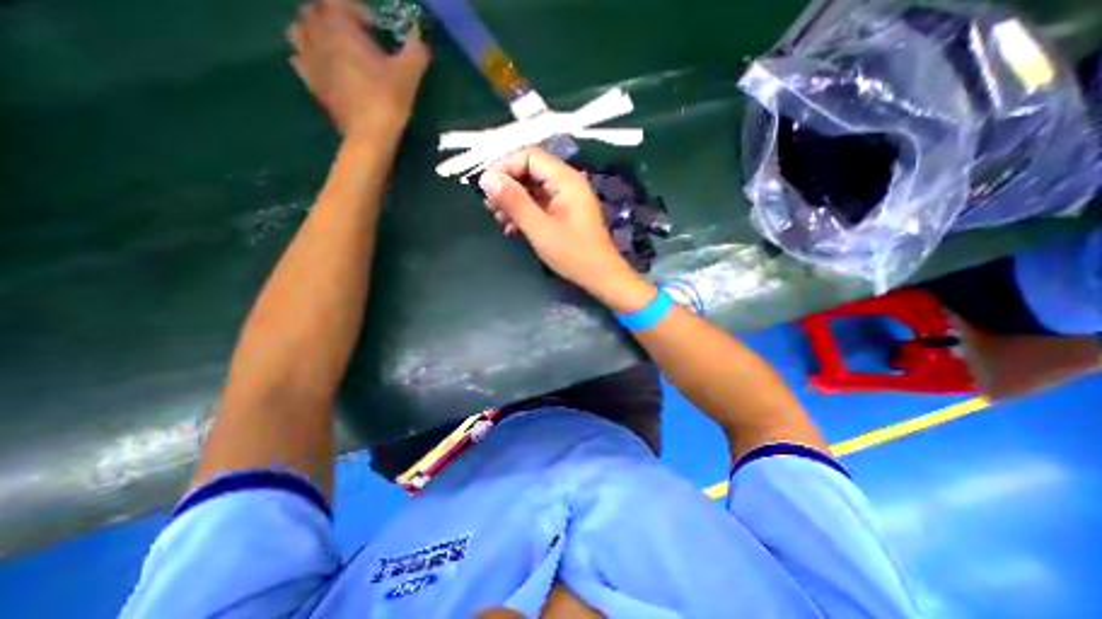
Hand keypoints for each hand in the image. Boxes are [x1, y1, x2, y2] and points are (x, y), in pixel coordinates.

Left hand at [285, 0, 427, 137]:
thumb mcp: (409, 74)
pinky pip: (299, 58)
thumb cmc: (387, 99)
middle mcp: (317, 35)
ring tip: (335, 48)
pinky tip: (325, 67)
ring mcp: (309, 59)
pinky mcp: (310, 82)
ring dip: (314, 32)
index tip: (376, 29)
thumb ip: (415, 51)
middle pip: (314, 10)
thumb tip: (418, 40)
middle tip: (356, 36)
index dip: (358, 10)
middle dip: (333, 17)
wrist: (369, 135)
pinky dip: (308, 57)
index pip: (338, 0)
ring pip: (298, 30)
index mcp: (339, 25)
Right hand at [480, 148, 650, 311]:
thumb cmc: (573, 254)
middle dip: (507, 185)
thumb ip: (514, 202)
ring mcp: (567, 198)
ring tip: (498, 218)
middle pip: (531, 170)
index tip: (486, 186)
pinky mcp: (565, 213)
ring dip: (513, 200)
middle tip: (489, 205)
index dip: (505, 166)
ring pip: (533, 188)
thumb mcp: (540, 228)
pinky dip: (524, 211)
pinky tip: (511, 227)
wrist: (600, 276)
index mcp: (566, 180)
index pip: (530, 156)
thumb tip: (488, 179)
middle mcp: (567, 183)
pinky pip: (540, 203)